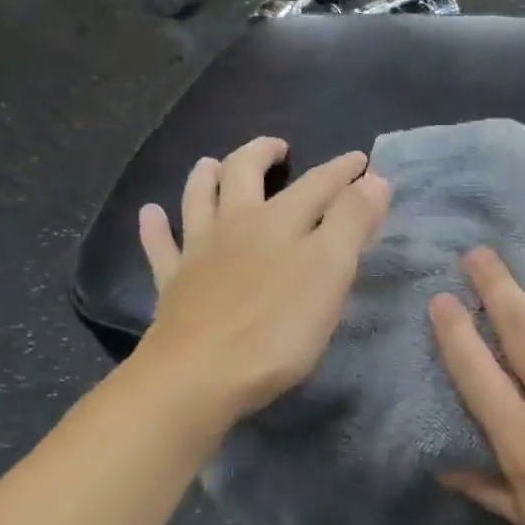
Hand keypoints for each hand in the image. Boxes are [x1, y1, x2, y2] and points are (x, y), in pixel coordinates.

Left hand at [133, 137, 390, 426]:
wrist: (199, 376)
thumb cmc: (277, 329)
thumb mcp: (330, 273)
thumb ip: (352, 223)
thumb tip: (374, 179)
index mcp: (280, 221)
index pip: (318, 184)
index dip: (342, 171)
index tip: (361, 159)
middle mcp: (236, 225)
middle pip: (245, 174)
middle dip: (262, 154)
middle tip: (278, 148)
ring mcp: (198, 253)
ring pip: (198, 200)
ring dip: (206, 176)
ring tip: (212, 164)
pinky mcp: (173, 285)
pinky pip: (160, 247)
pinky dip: (155, 227)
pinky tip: (151, 214)